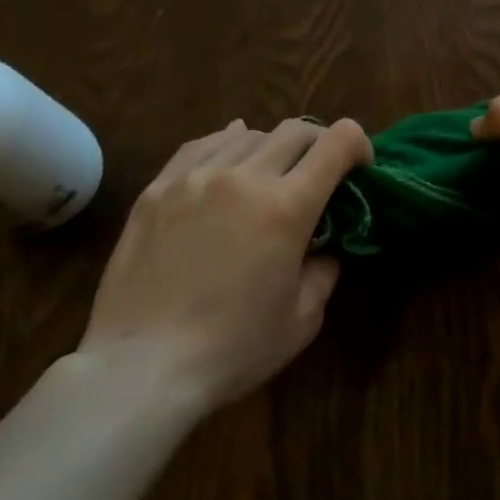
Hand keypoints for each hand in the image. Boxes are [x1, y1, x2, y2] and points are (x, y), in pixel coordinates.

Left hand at [78, 117, 371, 415]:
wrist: (141, 368)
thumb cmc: (232, 350)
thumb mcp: (303, 319)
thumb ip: (324, 270)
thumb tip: (323, 246)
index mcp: (287, 207)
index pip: (337, 142)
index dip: (358, 145)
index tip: (359, 168)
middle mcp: (244, 178)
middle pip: (295, 131)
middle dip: (319, 145)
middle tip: (318, 174)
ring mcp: (195, 178)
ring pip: (249, 134)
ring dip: (272, 148)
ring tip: (268, 176)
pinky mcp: (158, 189)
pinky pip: (201, 145)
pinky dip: (226, 145)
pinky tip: (228, 161)